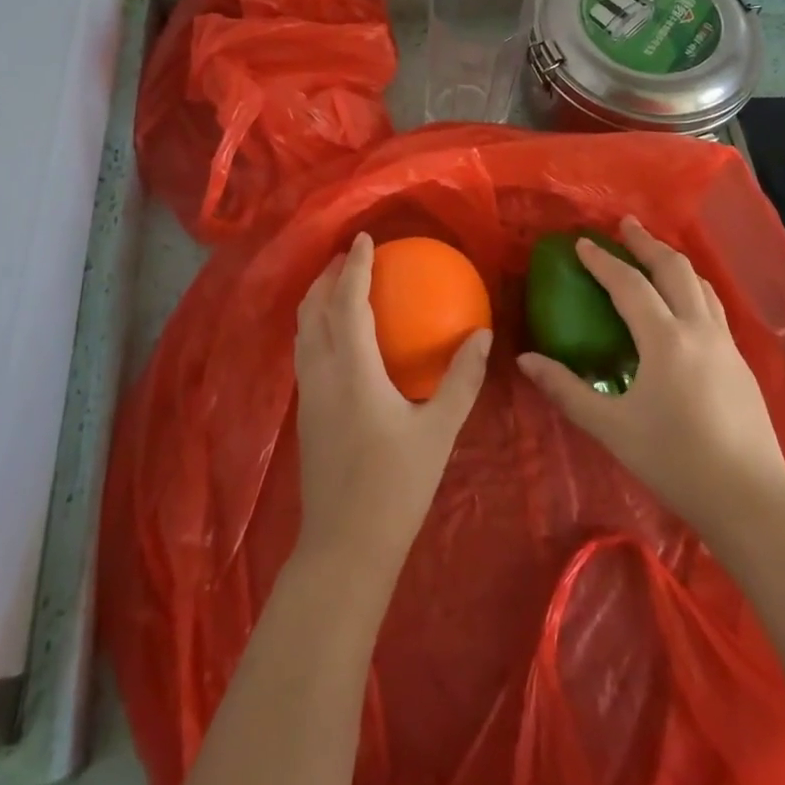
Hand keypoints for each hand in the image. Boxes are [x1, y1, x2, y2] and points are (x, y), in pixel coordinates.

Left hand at [294, 233, 491, 577]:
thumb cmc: (395, 486)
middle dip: (328, 275)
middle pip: (313, 308)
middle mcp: (321, 372)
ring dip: (318, 299)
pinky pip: (305, 350)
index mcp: (351, 369)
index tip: (364, 239)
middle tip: (351, 255)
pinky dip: (316, 325)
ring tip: (340, 285)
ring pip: (303, 329)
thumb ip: (461, 379)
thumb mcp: (438, 431)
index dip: (353, 266)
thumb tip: (482, 334)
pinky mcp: (305, 412)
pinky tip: (338, 335)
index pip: (347, 302)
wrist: (344, 546)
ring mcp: (307, 393)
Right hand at [517, 217, 784, 531]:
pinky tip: (684, 303)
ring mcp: (726, 344)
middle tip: (625, 225)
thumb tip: (526, 360)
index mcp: (666, 339)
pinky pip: (713, 306)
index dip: (603, 261)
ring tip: (654, 253)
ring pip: (700, 284)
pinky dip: (691, 287)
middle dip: (646, 244)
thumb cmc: (675, 462)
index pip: (629, 284)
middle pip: (674, 269)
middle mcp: (699, 329)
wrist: (751, 500)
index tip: (581, 242)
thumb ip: (567, 390)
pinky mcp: (740, 363)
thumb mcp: (612, 428)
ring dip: (673, 261)